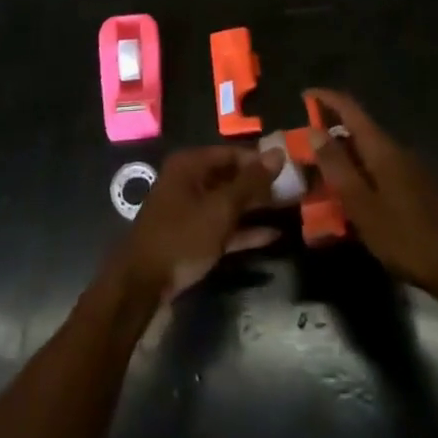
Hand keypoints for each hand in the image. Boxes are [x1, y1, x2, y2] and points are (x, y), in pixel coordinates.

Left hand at [110, 146, 281, 304]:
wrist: (142, 283)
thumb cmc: (182, 236)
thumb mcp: (221, 209)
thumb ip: (250, 182)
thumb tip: (278, 153)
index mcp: (191, 165)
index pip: (233, 153)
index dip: (261, 160)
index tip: (290, 167)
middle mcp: (189, 180)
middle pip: (231, 177)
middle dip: (261, 185)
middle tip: (295, 190)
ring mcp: (190, 209)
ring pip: (229, 202)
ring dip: (256, 207)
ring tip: (290, 209)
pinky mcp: (193, 235)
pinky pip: (223, 225)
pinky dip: (244, 230)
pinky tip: (272, 236)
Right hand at [306, 88, 437, 306]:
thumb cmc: (409, 238)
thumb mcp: (363, 206)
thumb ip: (337, 167)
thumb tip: (314, 131)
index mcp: (382, 149)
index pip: (350, 108)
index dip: (326, 97)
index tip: (304, 95)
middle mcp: (397, 151)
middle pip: (358, 131)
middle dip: (330, 135)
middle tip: (304, 152)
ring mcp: (411, 171)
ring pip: (369, 154)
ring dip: (344, 160)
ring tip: (322, 181)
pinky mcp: (419, 190)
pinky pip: (380, 172)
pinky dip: (360, 177)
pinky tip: (353, 203)